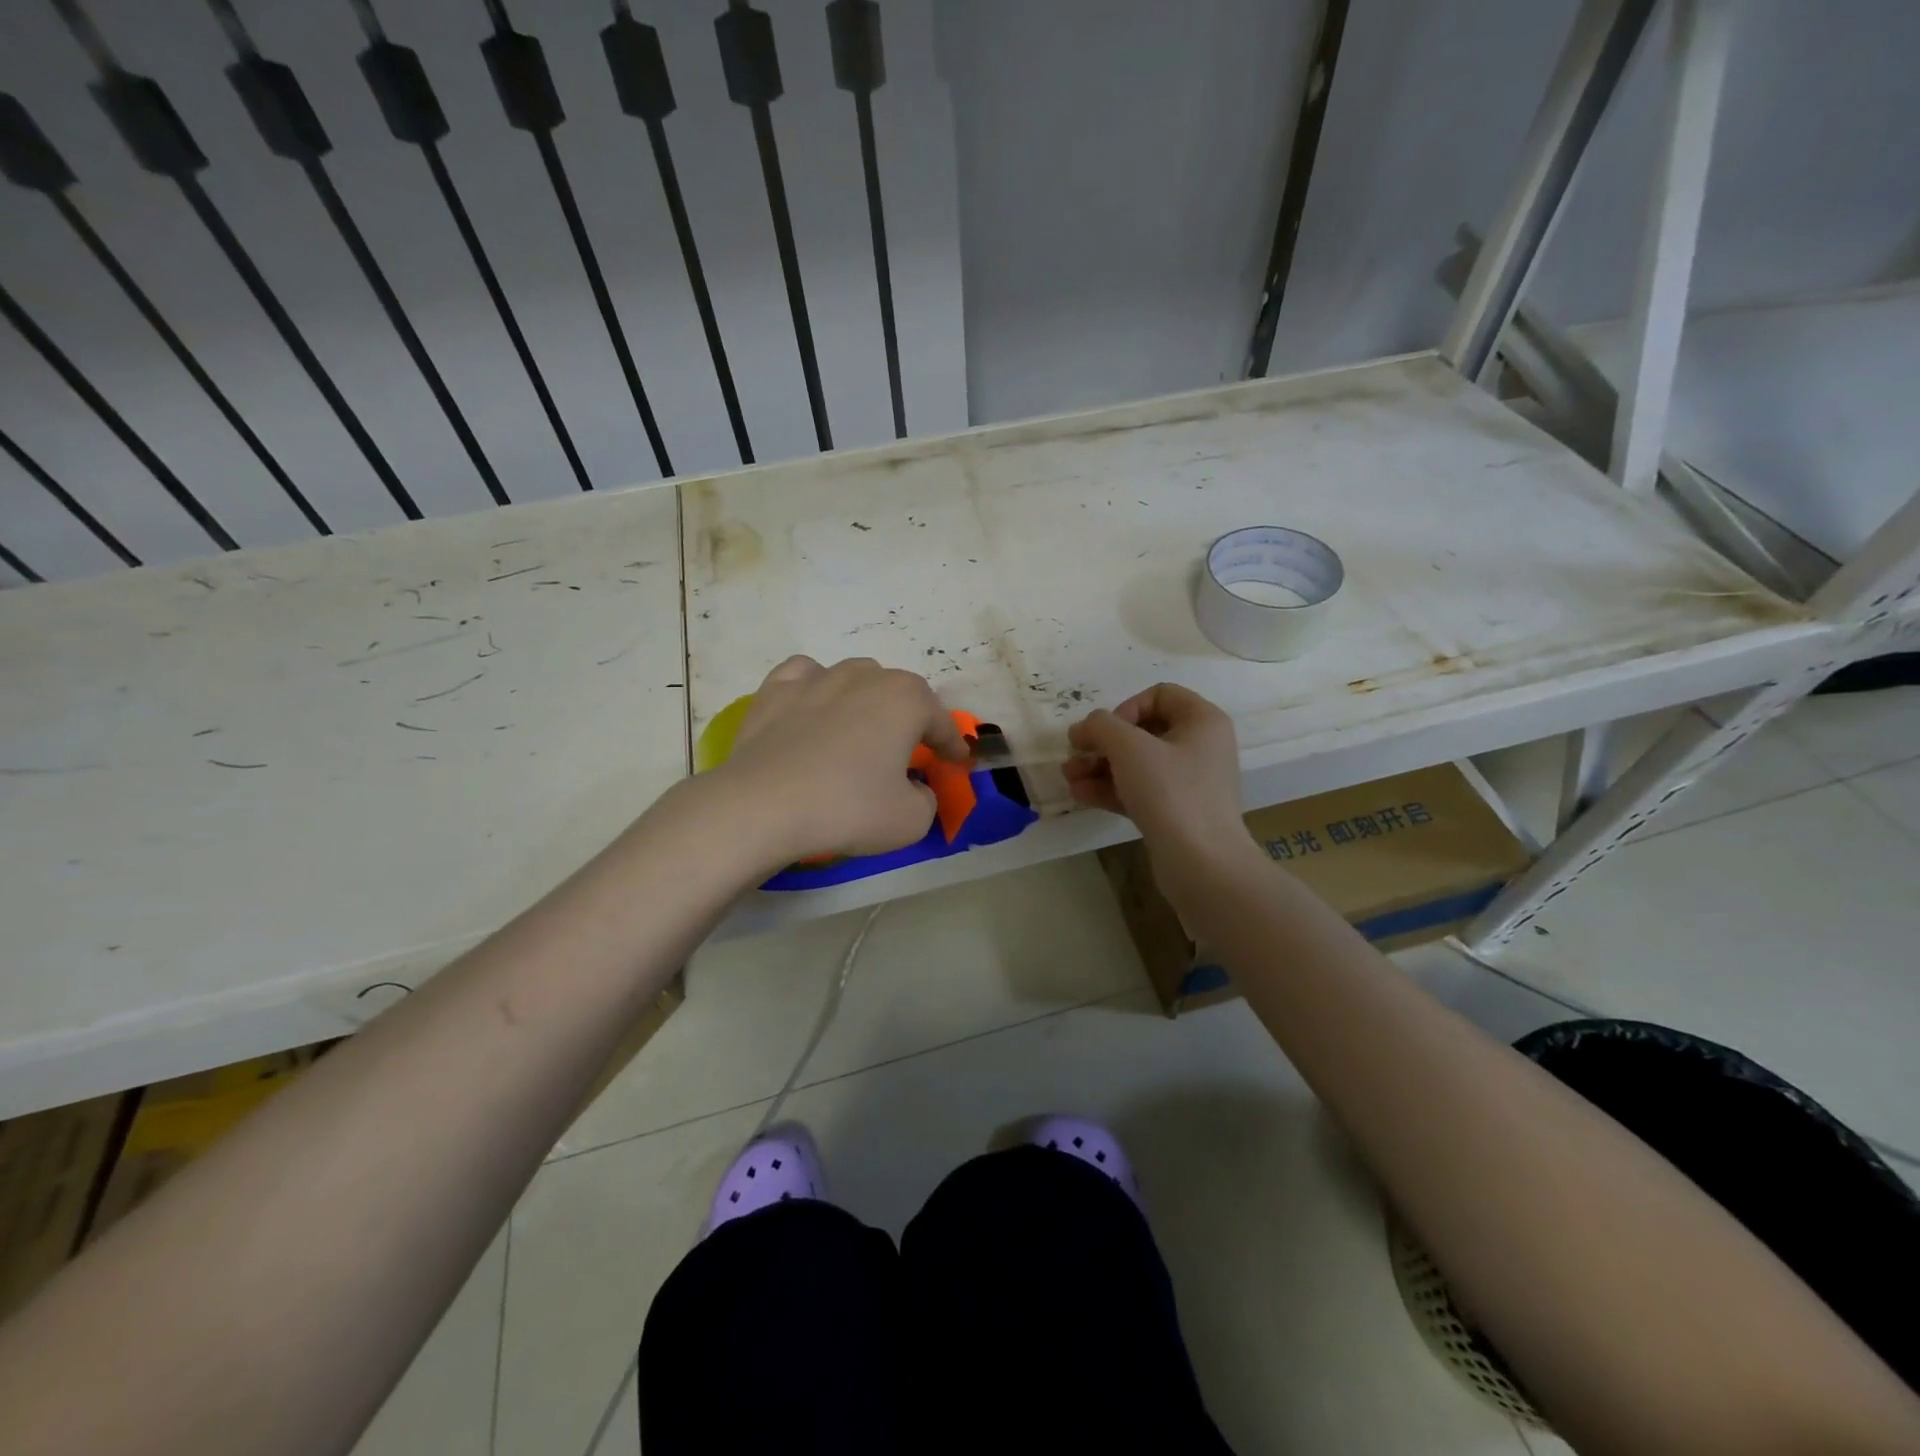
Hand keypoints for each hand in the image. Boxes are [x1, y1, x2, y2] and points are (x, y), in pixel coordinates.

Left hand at [715, 656, 970, 866]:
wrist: (763, 806)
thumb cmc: (848, 808)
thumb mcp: (911, 820)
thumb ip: (926, 799)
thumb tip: (914, 788)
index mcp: (906, 700)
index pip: (941, 722)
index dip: (953, 745)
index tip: (957, 762)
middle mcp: (865, 677)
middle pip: (900, 691)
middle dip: (910, 717)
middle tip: (908, 749)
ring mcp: (817, 678)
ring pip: (854, 676)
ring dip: (866, 699)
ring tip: (860, 727)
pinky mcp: (775, 691)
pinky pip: (805, 676)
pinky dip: (816, 688)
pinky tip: (813, 708)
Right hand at [1065, 684, 1262, 907]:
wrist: (1202, 864)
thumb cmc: (1171, 793)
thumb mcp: (1129, 748)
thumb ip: (1101, 726)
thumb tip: (1085, 728)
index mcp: (1202, 721)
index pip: (1159, 695)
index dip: (1125, 708)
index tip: (1106, 733)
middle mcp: (1200, 747)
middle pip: (1143, 731)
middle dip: (1103, 743)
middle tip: (1074, 754)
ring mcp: (1188, 783)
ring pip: (1137, 764)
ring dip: (1100, 766)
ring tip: (1068, 777)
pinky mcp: (1175, 813)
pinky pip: (1139, 791)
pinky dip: (1110, 789)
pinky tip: (1080, 795)